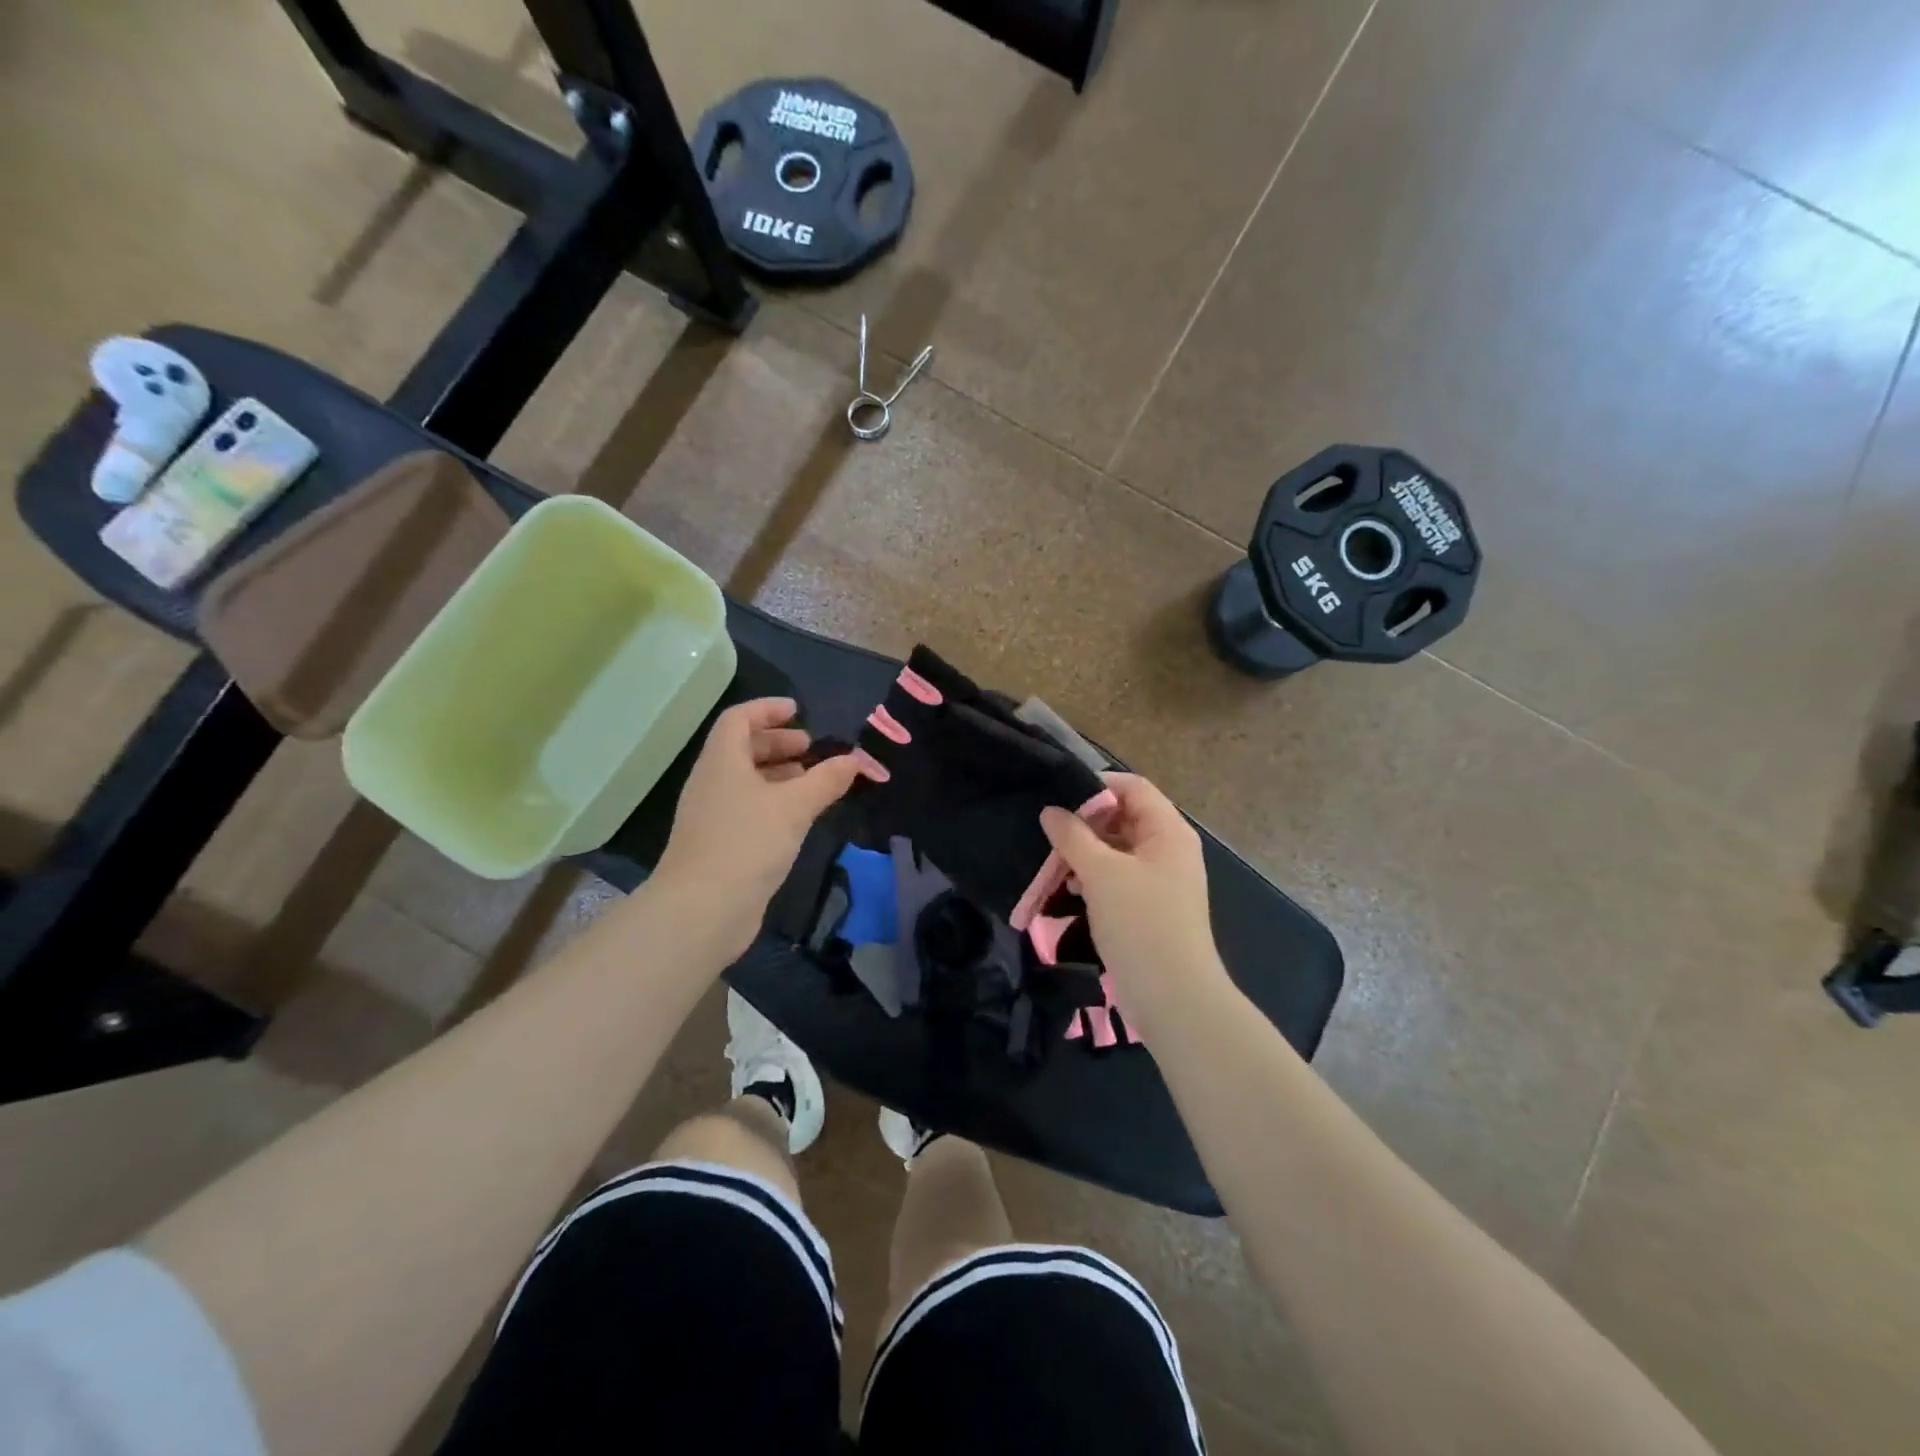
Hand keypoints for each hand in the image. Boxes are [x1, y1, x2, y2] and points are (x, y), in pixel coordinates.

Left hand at [655, 698, 861, 959]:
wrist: (702, 910)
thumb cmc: (747, 842)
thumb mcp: (794, 806)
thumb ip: (826, 780)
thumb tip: (855, 760)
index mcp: (722, 761)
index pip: (739, 719)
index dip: (767, 709)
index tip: (798, 711)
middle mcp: (713, 783)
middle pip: (742, 749)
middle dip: (778, 743)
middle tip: (811, 748)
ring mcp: (713, 815)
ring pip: (747, 781)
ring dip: (779, 775)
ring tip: (813, 781)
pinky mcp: (720, 844)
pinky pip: (748, 809)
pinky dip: (774, 802)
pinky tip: (799, 818)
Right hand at [1039, 773, 1229, 1037]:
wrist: (1174, 998)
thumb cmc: (1141, 924)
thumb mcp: (1101, 874)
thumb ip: (1072, 836)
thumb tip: (1050, 811)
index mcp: (1168, 831)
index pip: (1132, 787)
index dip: (1096, 786)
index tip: (1056, 796)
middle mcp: (1168, 848)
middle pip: (1123, 817)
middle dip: (1084, 823)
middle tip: (1048, 833)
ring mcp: (1159, 879)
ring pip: (1116, 849)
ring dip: (1085, 852)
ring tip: (1052, 863)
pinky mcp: (1148, 906)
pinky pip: (1117, 877)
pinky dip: (1093, 876)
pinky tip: (1068, 887)